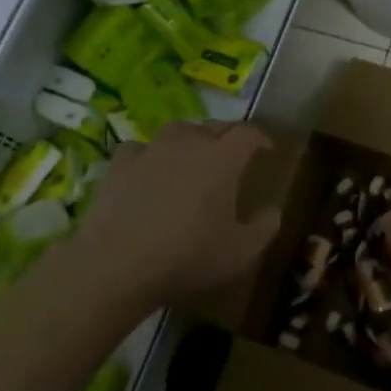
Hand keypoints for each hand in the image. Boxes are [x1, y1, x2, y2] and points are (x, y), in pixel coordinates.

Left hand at [73, 122, 281, 310]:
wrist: (117, 264)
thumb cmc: (187, 257)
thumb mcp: (240, 254)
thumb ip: (263, 229)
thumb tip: (274, 211)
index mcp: (222, 159)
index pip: (248, 134)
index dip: (260, 138)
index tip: (266, 149)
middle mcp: (188, 143)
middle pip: (213, 126)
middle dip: (227, 136)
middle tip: (232, 154)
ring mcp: (150, 150)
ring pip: (176, 131)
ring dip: (189, 139)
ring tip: (191, 156)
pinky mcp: (119, 165)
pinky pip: (140, 149)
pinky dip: (149, 155)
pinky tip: (148, 169)